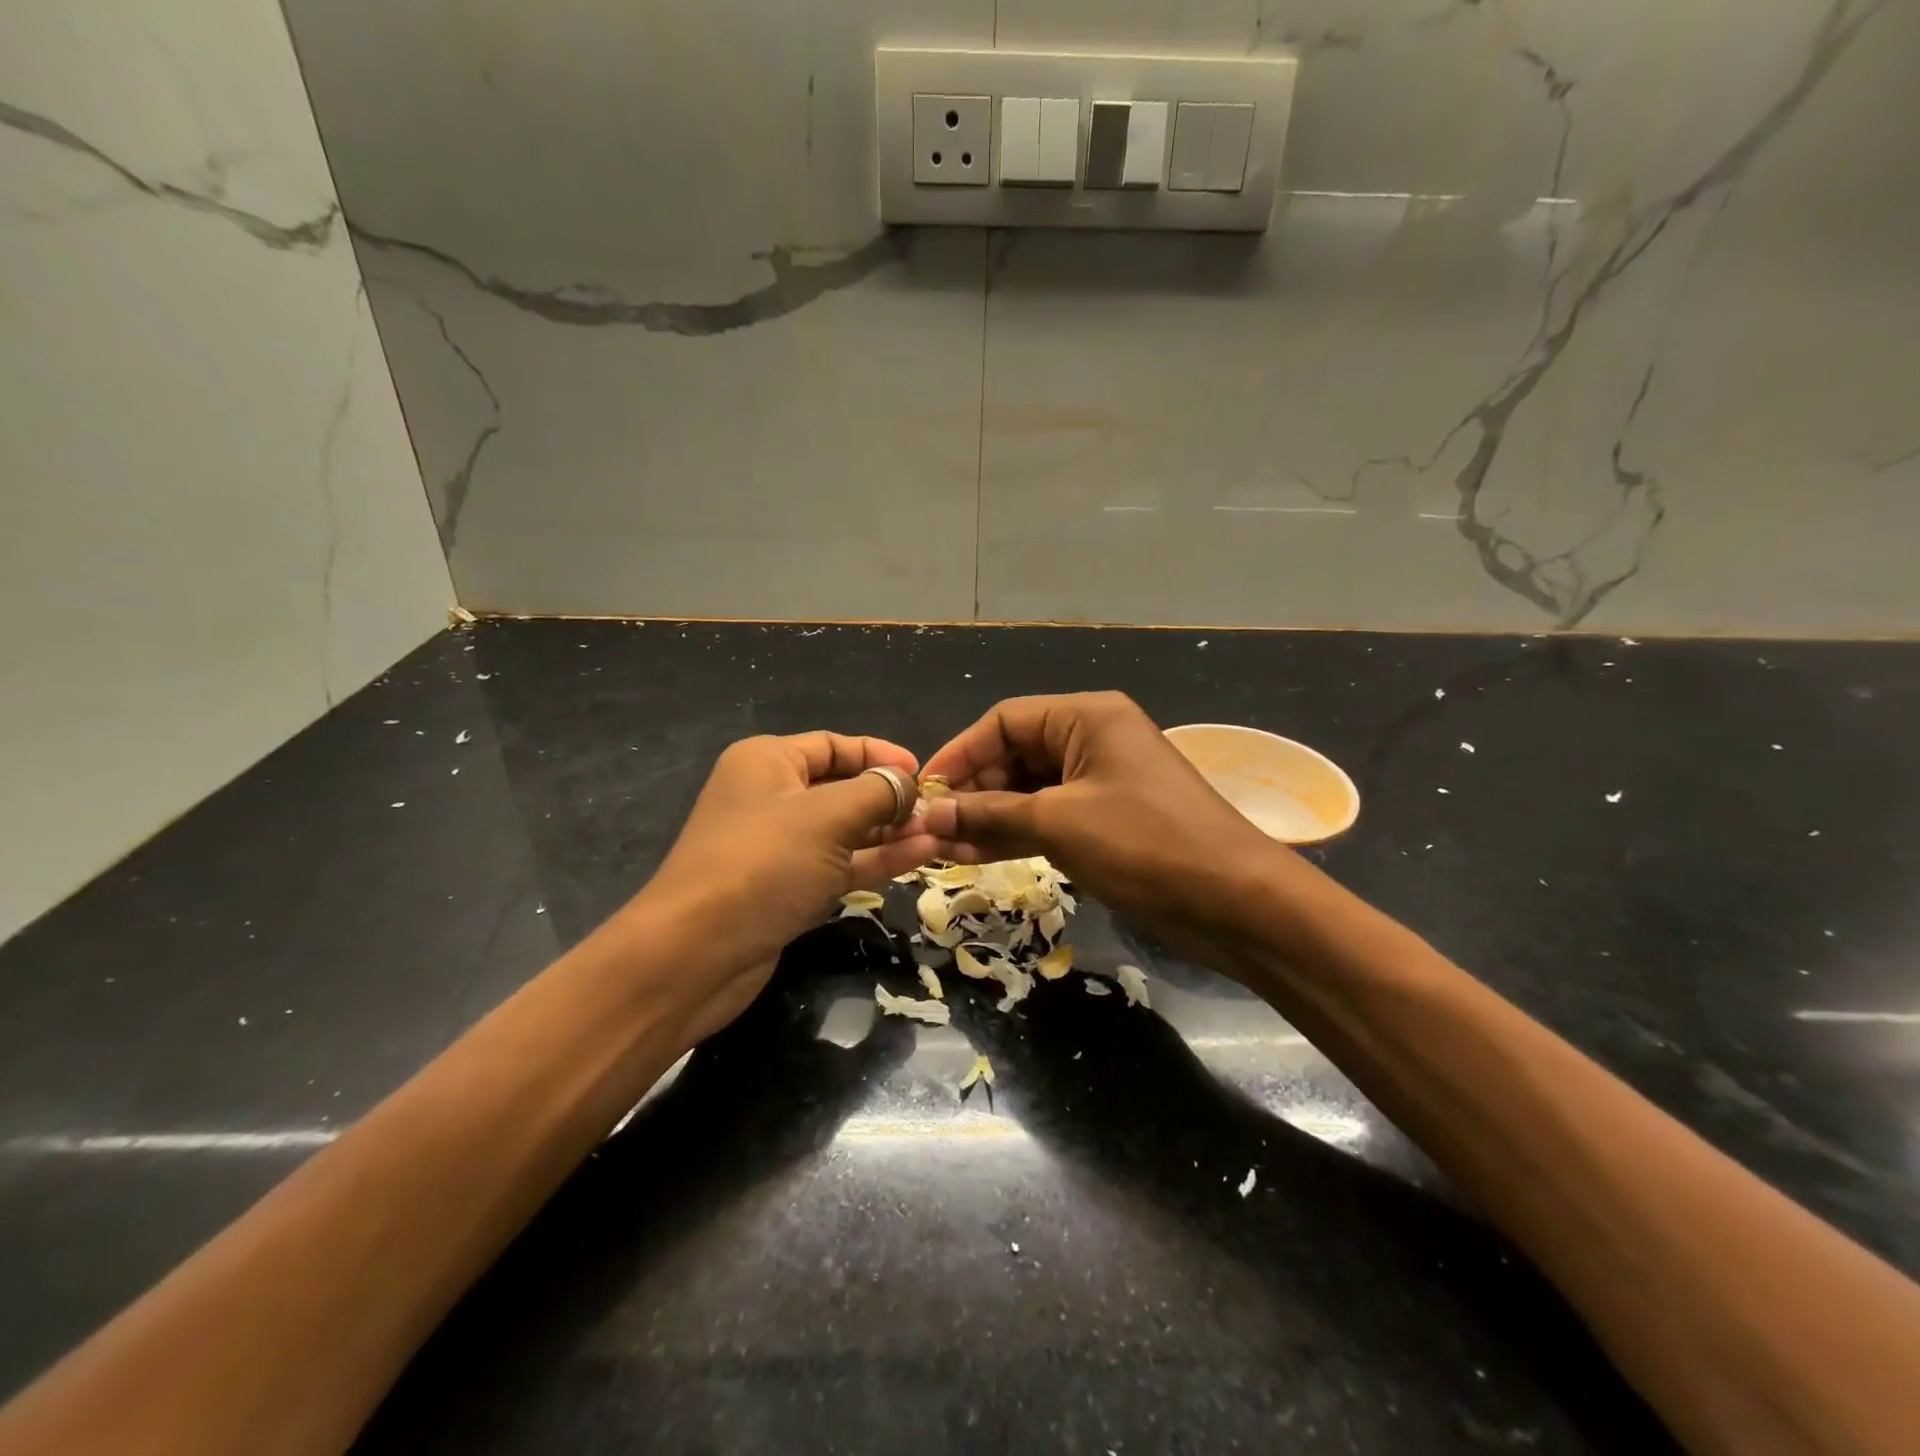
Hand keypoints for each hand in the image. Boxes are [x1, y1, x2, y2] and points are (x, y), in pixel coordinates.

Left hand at [620, 733, 939, 1045]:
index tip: (923, 773)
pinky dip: (876, 859)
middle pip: (842, 787)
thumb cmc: (763, 864)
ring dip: (890, 831)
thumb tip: (908, 784)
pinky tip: (919, 856)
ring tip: (939, 834)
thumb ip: (877, 793)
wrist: (697, 954)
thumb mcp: (828, 816)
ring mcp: (779, 847)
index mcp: (768, 762)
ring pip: (845, 830)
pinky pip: (840, 864)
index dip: (880, 755)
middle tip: (938, 811)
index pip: (834, 745)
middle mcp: (771, 797)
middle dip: (890, 798)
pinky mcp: (788, 888)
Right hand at [919, 693, 1287, 963]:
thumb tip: (932, 813)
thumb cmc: (1145, 844)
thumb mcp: (1060, 823)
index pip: (1004, 720)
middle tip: (932, 827)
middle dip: (973, 791)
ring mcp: (1102, 781)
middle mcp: (1093, 739)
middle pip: (1016, 754)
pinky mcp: (1109, 820)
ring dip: (989, 817)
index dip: (960, 753)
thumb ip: (991, 814)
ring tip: (944, 848)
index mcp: (1087, 717)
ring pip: (1030, 791)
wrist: (1236, 901)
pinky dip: (1018, 834)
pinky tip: (977, 856)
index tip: (924, 790)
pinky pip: (1051, 817)